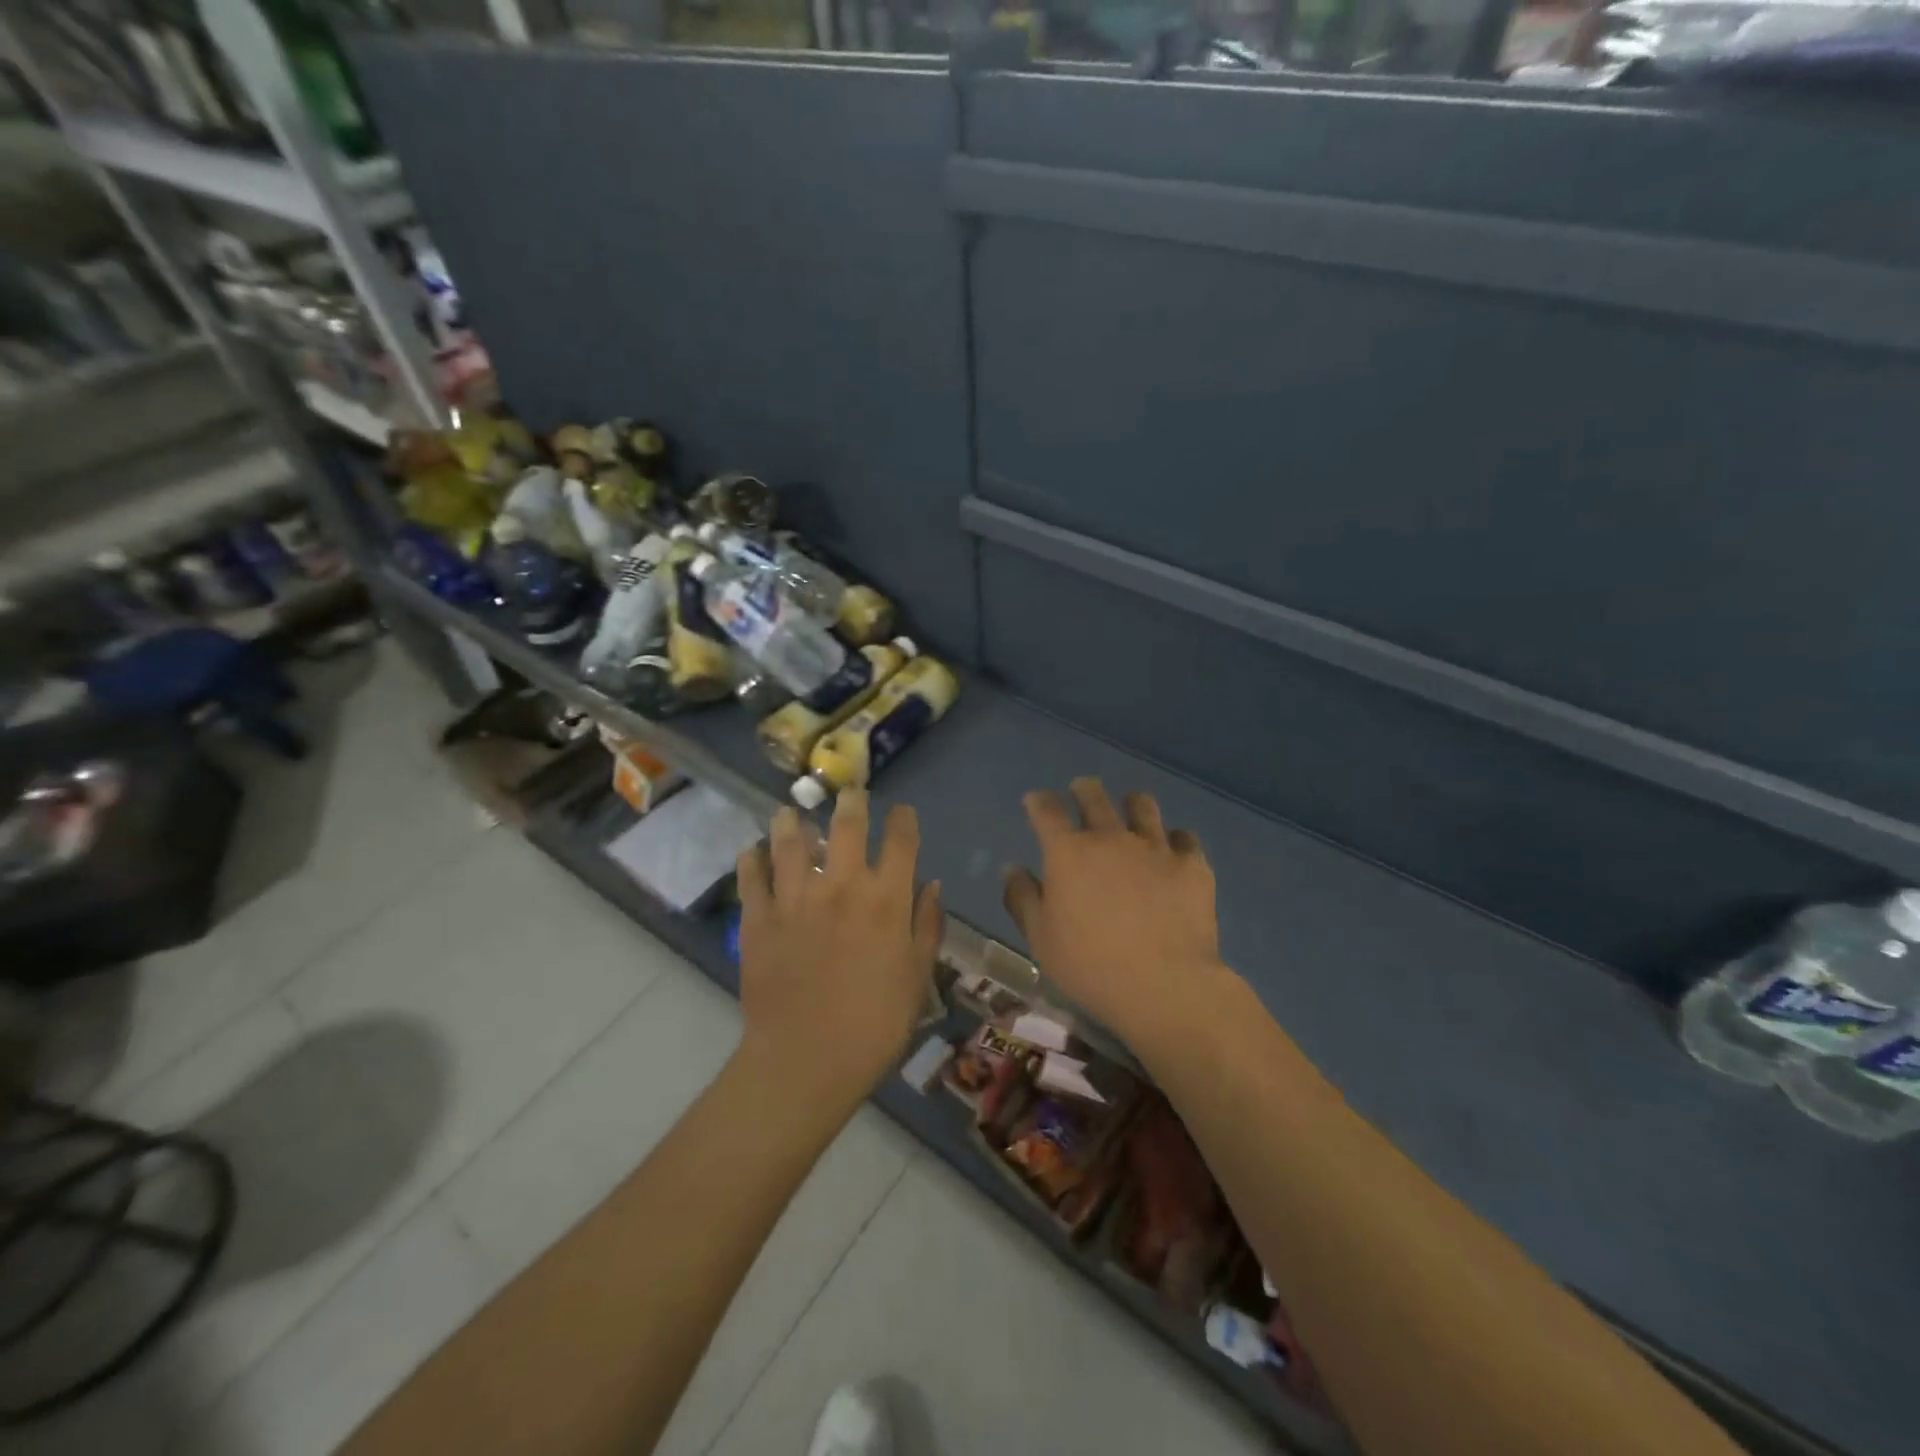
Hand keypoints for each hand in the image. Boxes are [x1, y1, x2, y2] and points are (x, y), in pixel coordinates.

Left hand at [734, 792, 941, 1102]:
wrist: (807, 1059)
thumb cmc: (875, 1023)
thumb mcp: (917, 976)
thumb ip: (927, 925)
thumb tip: (932, 885)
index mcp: (886, 899)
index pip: (901, 840)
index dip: (903, 819)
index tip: (902, 813)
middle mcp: (842, 885)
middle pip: (847, 825)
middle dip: (852, 802)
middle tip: (850, 794)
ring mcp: (795, 897)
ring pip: (790, 840)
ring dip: (791, 821)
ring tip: (790, 813)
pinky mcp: (759, 917)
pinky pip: (751, 876)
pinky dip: (751, 859)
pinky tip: (752, 852)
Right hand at [1004, 778, 1234, 1052]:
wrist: (1164, 985)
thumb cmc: (1090, 965)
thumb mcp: (1041, 938)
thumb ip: (1023, 898)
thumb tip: (1012, 869)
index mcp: (1068, 852)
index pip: (1047, 810)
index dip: (1039, 801)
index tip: (1036, 801)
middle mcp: (1110, 837)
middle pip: (1094, 796)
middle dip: (1084, 789)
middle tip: (1081, 791)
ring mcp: (1155, 847)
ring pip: (1142, 805)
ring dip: (1131, 804)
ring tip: (1130, 810)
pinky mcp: (1191, 864)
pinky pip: (1184, 837)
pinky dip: (1174, 840)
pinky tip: (1172, 851)